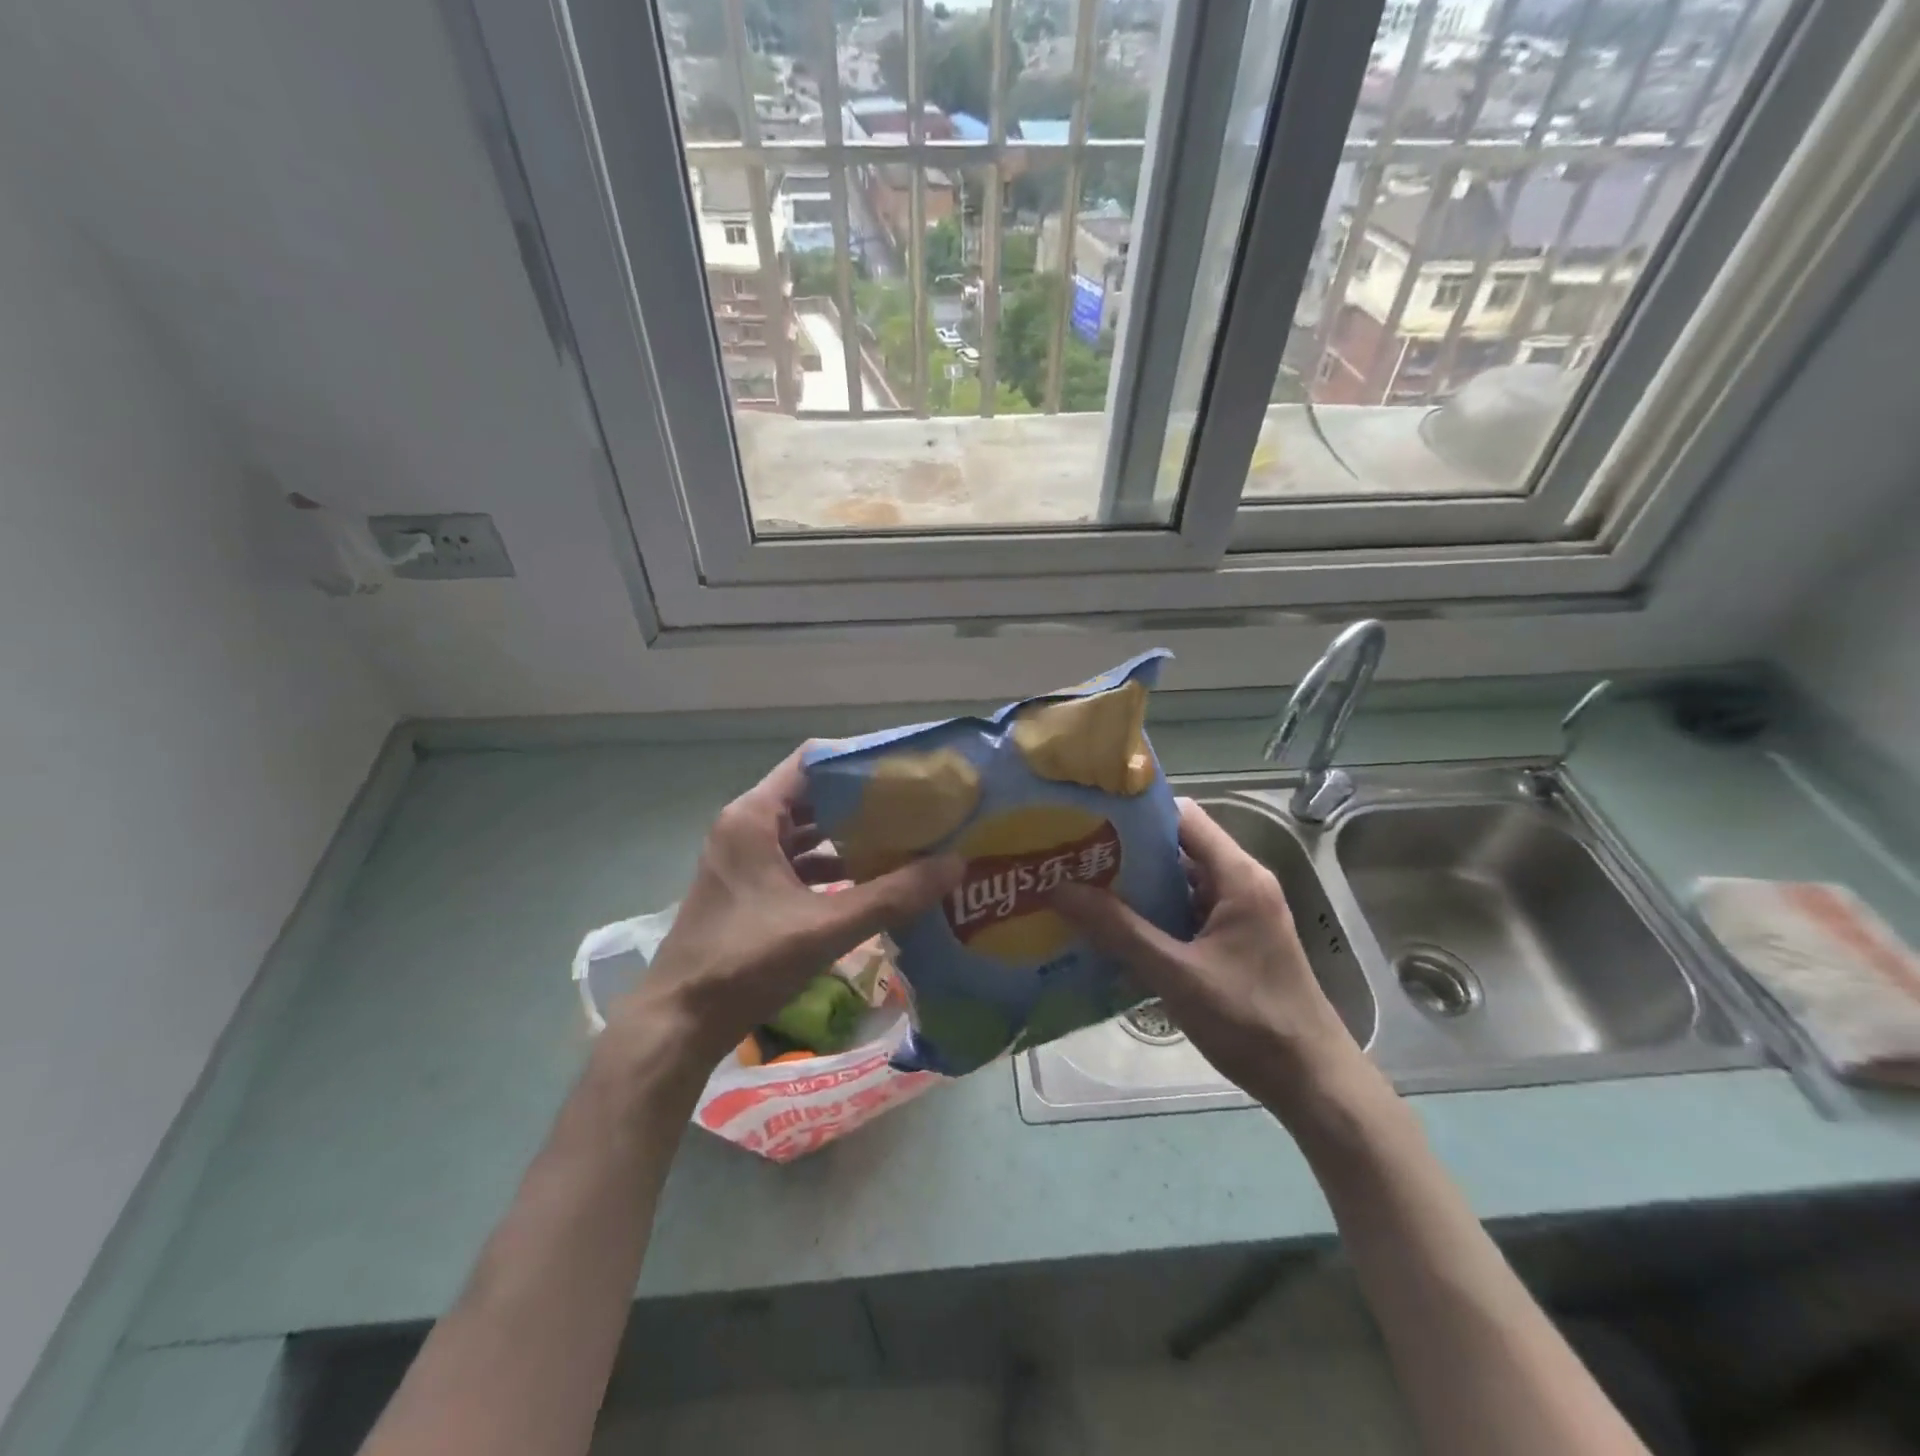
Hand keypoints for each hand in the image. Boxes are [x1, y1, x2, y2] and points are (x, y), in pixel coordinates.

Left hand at [606, 747, 961, 1076]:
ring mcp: (742, 859)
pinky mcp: (746, 889)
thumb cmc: (746, 963)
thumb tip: (955, 864)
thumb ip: (892, 896)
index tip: (904, 769)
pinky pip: (795, 862)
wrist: (678, 1024)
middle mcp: (744, 827)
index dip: (858, 761)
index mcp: (753, 817)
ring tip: (901, 839)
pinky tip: (868, 882)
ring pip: (804, 832)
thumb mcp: (825, 927)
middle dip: (861, 801)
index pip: (812, 762)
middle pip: (811, 796)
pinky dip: (829, 866)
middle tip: (914, 805)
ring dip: (847, 837)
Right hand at [1052, 798, 1366, 1117]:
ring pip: (1180, 881)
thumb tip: (1059, 888)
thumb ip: (1118, 930)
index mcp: (1238, 876)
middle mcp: (1242, 883)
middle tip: (1072, 855)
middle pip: (1178, 847)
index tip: (1087, 817)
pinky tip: (1113, 928)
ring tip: (1081, 886)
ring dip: (1137, 885)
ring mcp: (1240, 913)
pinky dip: (1153, 913)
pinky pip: (1187, 911)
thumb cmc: (1250, 1021)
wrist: (1313, 1082)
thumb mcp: (1176, 974)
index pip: (1183, 816)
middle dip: (1126, 850)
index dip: (1136, 812)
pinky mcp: (1234, 940)